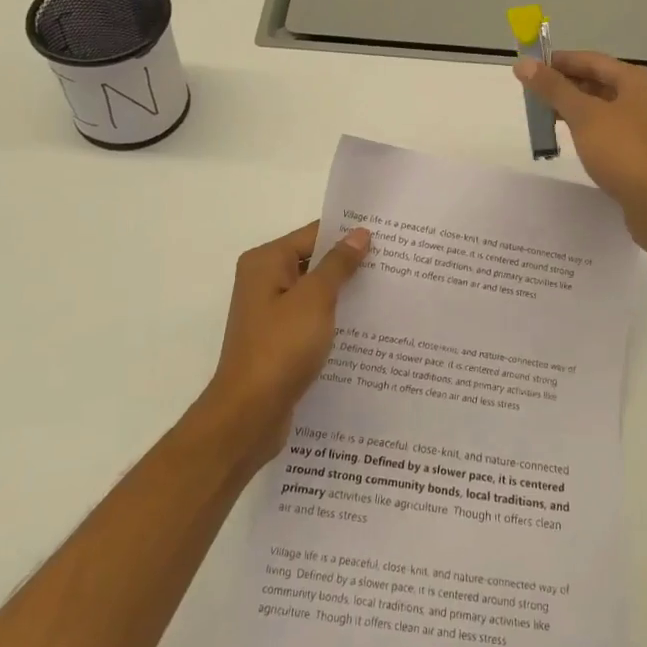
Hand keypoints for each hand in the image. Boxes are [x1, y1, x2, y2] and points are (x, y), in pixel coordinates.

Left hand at [194, 221, 370, 467]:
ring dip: (345, 294)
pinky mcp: (279, 341)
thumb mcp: (314, 299)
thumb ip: (338, 265)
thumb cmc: (280, 348)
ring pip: (315, 292)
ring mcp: (271, 313)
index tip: (387, 236)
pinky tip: (366, 327)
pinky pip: (312, 319)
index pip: (313, 234)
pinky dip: (334, 319)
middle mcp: (264, 281)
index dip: (348, 234)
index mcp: (266, 262)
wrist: (250, 414)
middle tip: (395, 263)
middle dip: (350, 264)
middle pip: (314, 262)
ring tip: (389, 292)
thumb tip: (359, 233)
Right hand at [514, 51, 646, 239]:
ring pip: (605, 105)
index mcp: (641, 80)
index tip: (531, 66)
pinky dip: (589, 125)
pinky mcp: (644, 148)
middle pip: (600, 81)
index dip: (560, 61)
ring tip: (545, 112)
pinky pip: (611, 126)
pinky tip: (570, 134)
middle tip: (533, 91)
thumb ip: (553, 88)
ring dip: (576, 106)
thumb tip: (523, 64)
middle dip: (566, 84)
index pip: (593, 61)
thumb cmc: (623, 152)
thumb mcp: (584, 116)